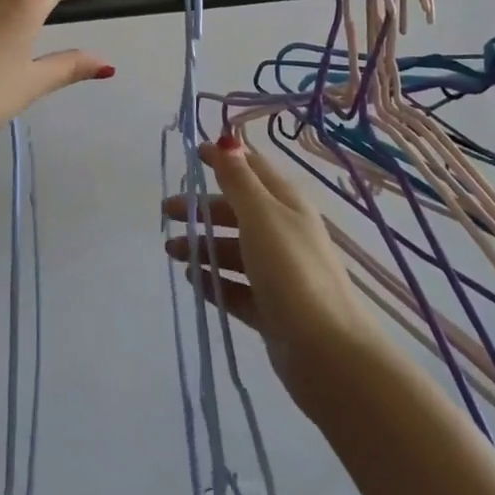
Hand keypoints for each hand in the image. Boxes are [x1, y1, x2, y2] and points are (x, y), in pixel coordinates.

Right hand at [164, 135, 384, 415]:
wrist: (327, 353)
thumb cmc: (291, 271)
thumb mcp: (261, 216)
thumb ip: (239, 180)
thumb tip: (226, 141)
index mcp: (286, 204)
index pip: (252, 169)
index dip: (224, 158)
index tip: (192, 154)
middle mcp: (284, 232)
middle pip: (237, 210)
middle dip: (203, 207)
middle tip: (167, 212)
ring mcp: (278, 272)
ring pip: (234, 249)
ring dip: (203, 245)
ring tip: (171, 251)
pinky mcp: (272, 308)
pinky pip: (236, 287)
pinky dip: (214, 280)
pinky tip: (192, 280)